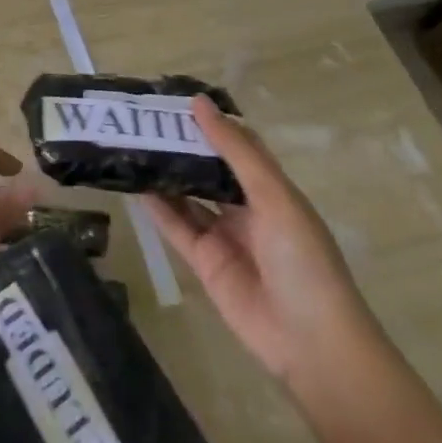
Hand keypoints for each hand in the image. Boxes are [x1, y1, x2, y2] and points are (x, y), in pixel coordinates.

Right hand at [143, 96, 378, 386]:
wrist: (312, 345)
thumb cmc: (304, 261)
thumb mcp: (274, 197)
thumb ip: (235, 151)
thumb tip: (199, 101)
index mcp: (271, 189)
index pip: (236, 145)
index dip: (209, 122)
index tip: (173, 97)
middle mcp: (246, 208)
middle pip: (207, 168)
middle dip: (179, 145)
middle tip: (142, 118)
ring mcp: (223, 235)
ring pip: (187, 195)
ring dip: (163, 172)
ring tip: (128, 144)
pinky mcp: (203, 261)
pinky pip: (175, 226)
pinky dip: (155, 206)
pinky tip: (132, 184)